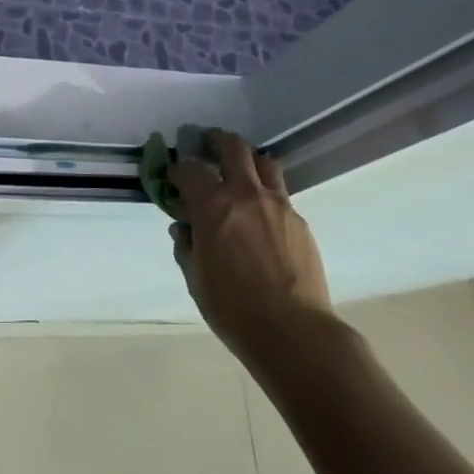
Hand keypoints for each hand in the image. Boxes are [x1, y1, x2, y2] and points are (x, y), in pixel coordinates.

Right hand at [169, 130, 331, 367]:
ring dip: (248, 160)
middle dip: (216, 140)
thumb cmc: (234, 309)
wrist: (294, 332)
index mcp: (213, 206)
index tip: (173, 176)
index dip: (178, 169)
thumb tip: (185, 229)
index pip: (189, 169)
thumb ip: (187, 246)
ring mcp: (278, 204)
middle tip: (207, 144)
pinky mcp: (299, 220)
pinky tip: (261, 215)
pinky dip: (266, 193)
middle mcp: (245, 194)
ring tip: (240, 170)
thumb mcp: (196, 279)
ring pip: (264, 162)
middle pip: (233, 147)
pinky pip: (280, 194)